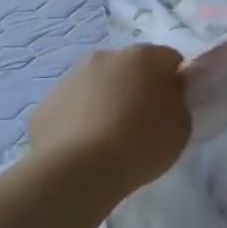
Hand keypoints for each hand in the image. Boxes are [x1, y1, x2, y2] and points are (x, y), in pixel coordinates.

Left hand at [27, 45, 190, 191]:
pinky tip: (84, 149)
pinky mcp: (45, 104)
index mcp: (143, 57)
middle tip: (141, 123)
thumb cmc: (141, 143)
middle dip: (136, 88)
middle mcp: (105, 56)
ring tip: (109, 140)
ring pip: (96, 86)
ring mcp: (70, 78)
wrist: (79, 170)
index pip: (169, 60)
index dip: (174, 82)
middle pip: (129, 68)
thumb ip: (176, 102)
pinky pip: (71, 108)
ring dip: (105, 103)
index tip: (173, 107)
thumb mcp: (181, 126)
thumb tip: (165, 96)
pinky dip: (79, 122)